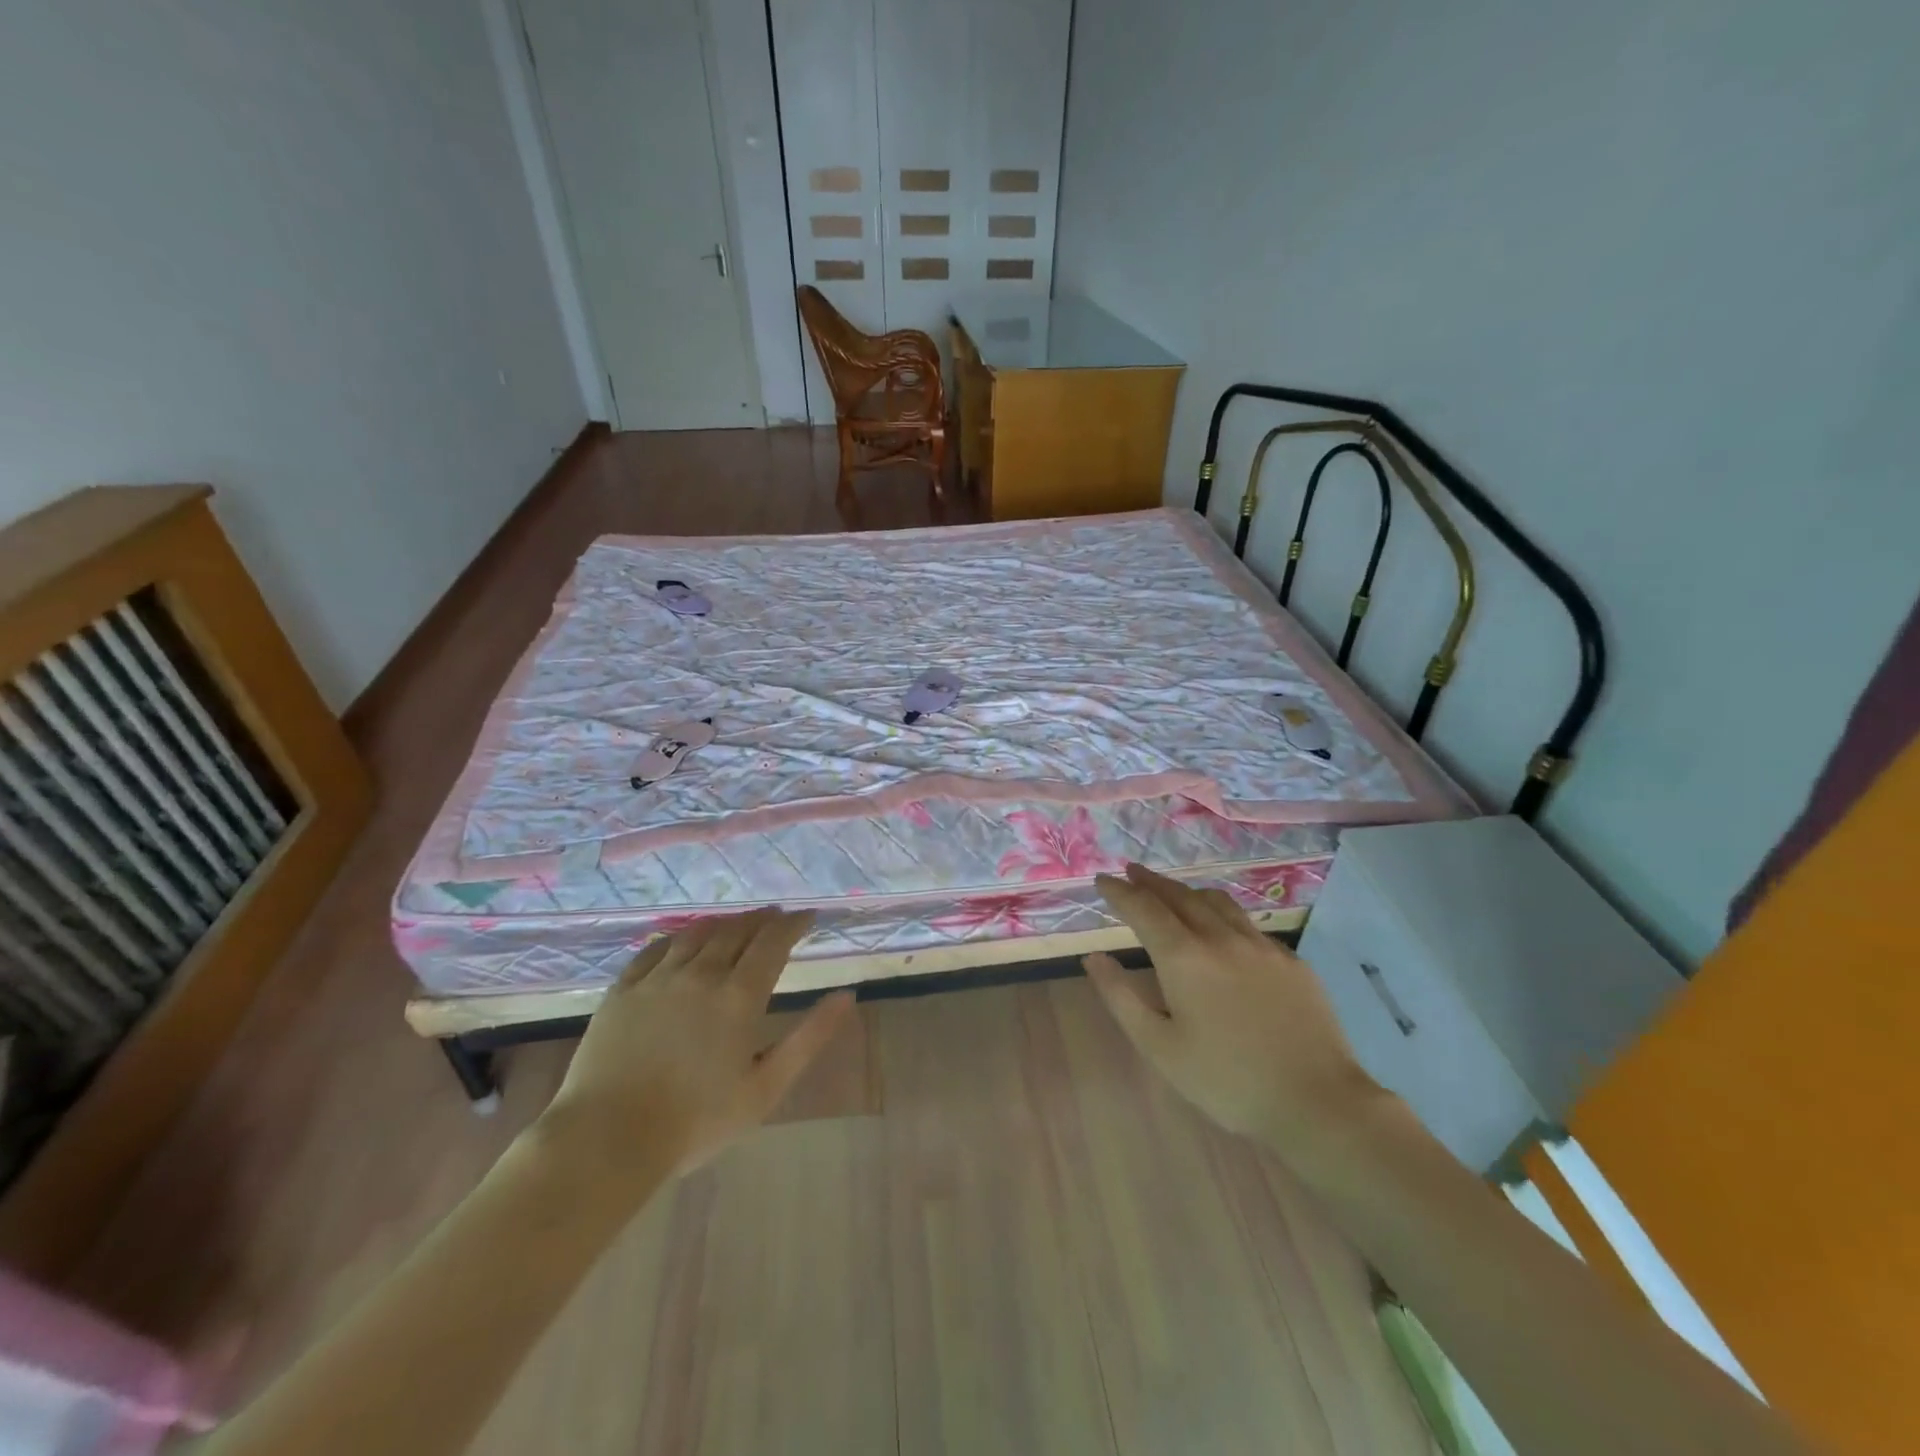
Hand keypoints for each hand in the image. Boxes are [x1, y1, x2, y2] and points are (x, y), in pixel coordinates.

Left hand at [535, 908, 853, 1190]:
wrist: (607, 1141)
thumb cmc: (696, 1122)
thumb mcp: (766, 1088)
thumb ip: (809, 1038)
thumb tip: (846, 996)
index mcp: (738, 996)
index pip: (772, 943)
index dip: (793, 924)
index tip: (807, 917)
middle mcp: (701, 975)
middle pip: (736, 931)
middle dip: (761, 919)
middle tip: (776, 916)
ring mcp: (657, 979)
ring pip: (697, 934)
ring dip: (723, 922)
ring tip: (737, 922)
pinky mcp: (622, 990)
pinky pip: (654, 949)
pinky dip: (678, 936)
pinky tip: (683, 939)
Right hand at [1084, 863, 1379, 1154]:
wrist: (1318, 1100)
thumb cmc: (1227, 1080)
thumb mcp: (1159, 1047)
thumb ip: (1121, 997)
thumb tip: (1094, 958)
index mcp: (1184, 957)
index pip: (1143, 909)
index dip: (1120, 892)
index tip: (1102, 880)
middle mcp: (1221, 938)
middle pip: (1180, 896)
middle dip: (1151, 882)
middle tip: (1132, 872)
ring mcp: (1261, 946)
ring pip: (1217, 902)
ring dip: (1187, 891)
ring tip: (1173, 891)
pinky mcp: (1291, 961)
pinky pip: (1248, 924)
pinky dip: (1222, 914)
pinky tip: (1224, 929)